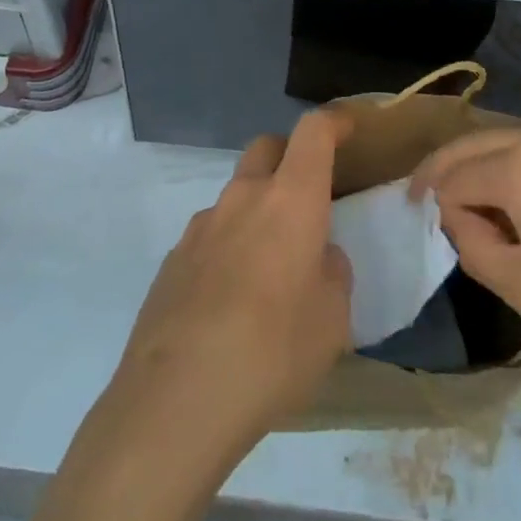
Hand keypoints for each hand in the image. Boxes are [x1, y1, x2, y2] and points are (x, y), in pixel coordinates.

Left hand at [109, 109, 354, 449]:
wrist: (177, 398)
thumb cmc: (273, 352)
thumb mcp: (332, 321)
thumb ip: (332, 274)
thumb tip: (318, 257)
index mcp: (290, 199)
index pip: (313, 132)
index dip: (333, 122)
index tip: (347, 128)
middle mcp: (244, 197)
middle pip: (266, 147)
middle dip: (288, 157)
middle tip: (305, 197)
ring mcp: (202, 225)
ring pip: (236, 195)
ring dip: (255, 211)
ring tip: (267, 269)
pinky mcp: (173, 259)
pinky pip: (210, 236)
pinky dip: (227, 249)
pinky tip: (229, 303)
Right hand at [411, 122, 520, 382]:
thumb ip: (473, 246)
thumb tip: (456, 217)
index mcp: (516, 161)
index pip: (452, 178)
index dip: (436, 210)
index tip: (434, 240)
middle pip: (470, 146)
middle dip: (446, 176)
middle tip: (430, 213)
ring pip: (499, 145)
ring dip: (478, 173)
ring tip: (475, 218)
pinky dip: (509, 172)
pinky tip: (517, 210)